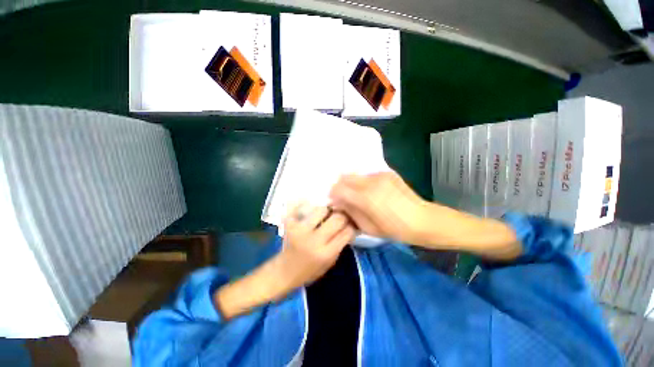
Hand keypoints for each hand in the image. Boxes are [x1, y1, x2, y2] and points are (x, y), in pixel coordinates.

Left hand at [277, 204, 355, 289]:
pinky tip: (312, 206)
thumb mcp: (330, 263)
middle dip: (343, 215)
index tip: (353, 222)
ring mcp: (300, 230)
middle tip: (343, 214)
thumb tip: (350, 226)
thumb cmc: (310, 270)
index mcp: (326, 253)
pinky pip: (301, 207)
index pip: (347, 232)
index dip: (352, 225)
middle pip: (337, 218)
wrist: (284, 272)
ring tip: (327, 212)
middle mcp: (314, 240)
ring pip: (322, 209)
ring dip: (327, 210)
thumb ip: (340, 244)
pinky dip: (308, 205)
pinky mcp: (289, 224)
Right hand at [329, 171, 428, 244]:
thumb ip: (350, 211)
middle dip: (340, 187)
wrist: (422, 219)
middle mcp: (371, 182)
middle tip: (344, 197)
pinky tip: (371, 191)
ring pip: (356, 175)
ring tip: (358, 194)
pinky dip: (363, 182)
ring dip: (352, 183)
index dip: (333, 194)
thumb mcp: (367, 227)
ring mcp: (380, 175)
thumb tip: (338, 202)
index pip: (339, 188)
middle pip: (345, 177)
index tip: (335, 201)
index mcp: (365, 197)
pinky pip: (368, 175)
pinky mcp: (387, 173)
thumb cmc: (394, 229)